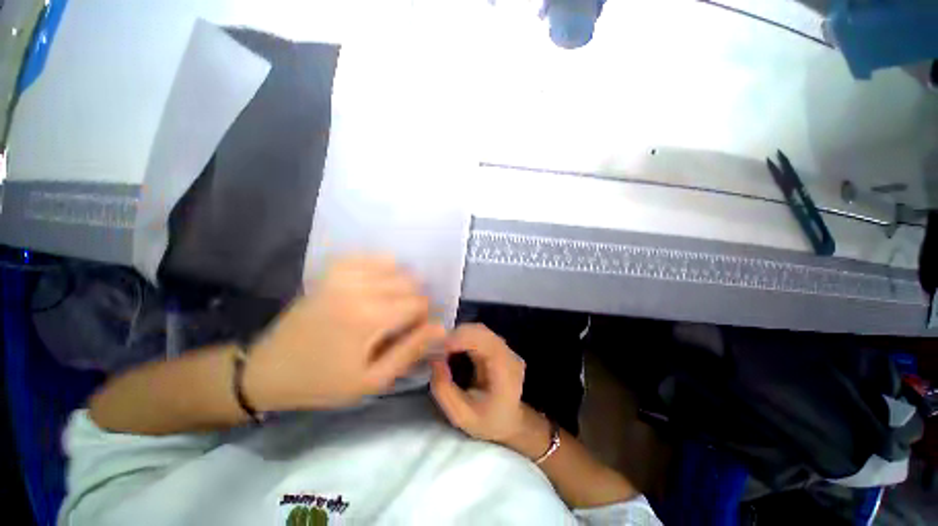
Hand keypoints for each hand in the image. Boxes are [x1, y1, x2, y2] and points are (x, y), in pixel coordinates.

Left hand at [243, 256, 444, 410]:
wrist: (270, 369)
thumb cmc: (323, 381)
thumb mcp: (371, 380)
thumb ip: (409, 351)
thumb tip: (440, 327)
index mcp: (370, 317)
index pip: (419, 303)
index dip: (422, 318)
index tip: (410, 332)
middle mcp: (359, 288)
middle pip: (410, 282)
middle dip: (413, 301)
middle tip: (399, 322)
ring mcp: (343, 275)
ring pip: (395, 267)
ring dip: (400, 285)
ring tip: (388, 304)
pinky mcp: (332, 270)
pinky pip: (370, 256)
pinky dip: (382, 267)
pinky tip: (377, 283)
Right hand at [430, 324, 528, 444]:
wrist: (509, 423)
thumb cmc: (487, 422)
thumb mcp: (460, 415)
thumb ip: (444, 389)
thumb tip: (433, 359)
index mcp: (505, 372)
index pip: (484, 343)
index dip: (460, 339)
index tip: (438, 346)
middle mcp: (509, 355)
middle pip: (482, 332)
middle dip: (456, 335)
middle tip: (435, 345)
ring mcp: (507, 348)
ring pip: (480, 330)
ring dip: (459, 334)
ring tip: (441, 346)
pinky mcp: (499, 347)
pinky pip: (480, 334)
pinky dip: (464, 336)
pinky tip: (453, 346)